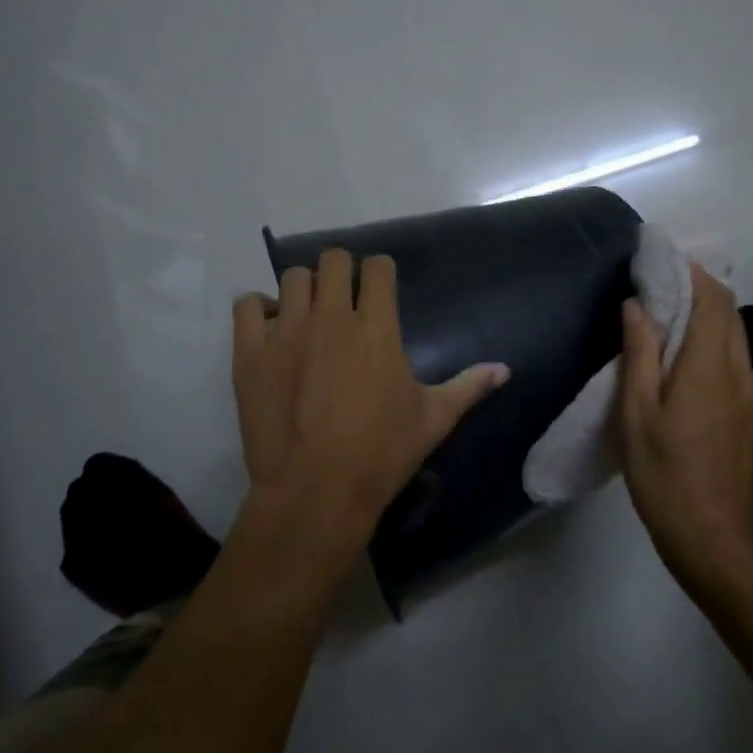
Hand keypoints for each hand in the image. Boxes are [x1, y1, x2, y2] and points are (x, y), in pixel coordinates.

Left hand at [232, 249, 508, 560]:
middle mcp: (332, 316)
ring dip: (305, 289)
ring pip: (293, 277)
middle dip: (342, 272)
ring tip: (308, 315)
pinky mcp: (251, 352)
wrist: (316, 492)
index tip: (380, 288)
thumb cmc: (381, 454)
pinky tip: (271, 330)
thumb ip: (468, 387)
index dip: (381, 272)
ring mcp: (287, 331)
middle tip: (345, 300)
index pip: (378, 267)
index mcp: (378, 327)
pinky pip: (247, 305)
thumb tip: (505, 369)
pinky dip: (259, 309)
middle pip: (333, 260)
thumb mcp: (433, 420)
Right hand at [619, 264, 752, 593]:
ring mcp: (750, 392)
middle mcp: (738, 370)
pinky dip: (712, 337)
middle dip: (697, 285)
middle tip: (657, 279)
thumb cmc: (665, 476)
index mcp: (709, 365)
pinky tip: (684, 352)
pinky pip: (734, 356)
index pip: (710, 297)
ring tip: (666, 309)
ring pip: (734, 332)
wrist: (715, 540)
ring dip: (705, 311)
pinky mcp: (750, 411)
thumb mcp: (637, 414)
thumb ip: (639, 354)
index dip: (689, 270)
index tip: (659, 257)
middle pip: (727, 310)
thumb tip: (636, 305)